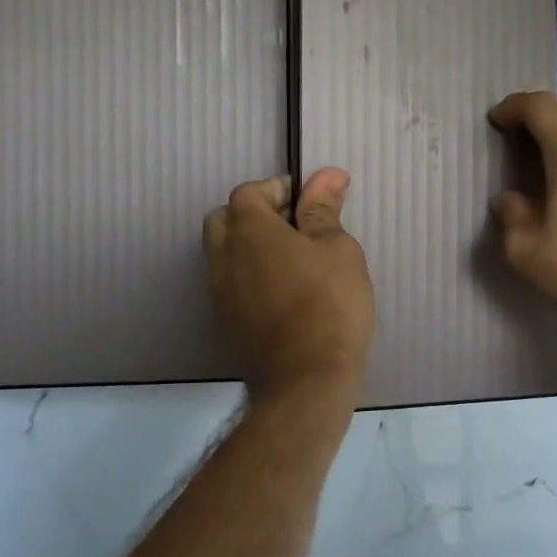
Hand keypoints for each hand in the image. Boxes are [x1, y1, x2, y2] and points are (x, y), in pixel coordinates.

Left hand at [203, 169, 374, 399]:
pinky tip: (284, 291)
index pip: (249, 192)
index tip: (311, 201)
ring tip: (293, 260)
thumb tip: (326, 175)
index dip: (279, 189)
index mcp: (248, 231)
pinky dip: (251, 275)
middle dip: (256, 214)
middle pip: (226, 219)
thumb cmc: (329, 305)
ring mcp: (219, 293)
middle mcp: (223, 257)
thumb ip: (324, 210)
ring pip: (224, 253)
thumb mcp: (337, 250)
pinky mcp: (226, 322)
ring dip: (250, 246)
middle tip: (296, 228)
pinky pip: (231, 283)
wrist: (306, 381)